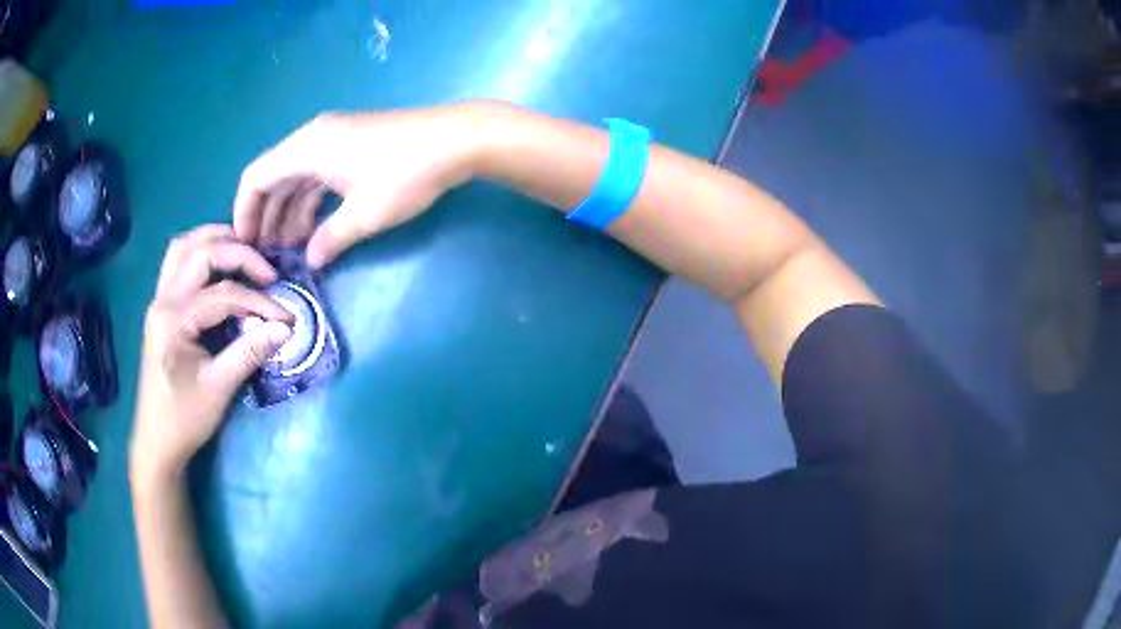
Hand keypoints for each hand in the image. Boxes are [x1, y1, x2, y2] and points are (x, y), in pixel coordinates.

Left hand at [130, 225, 294, 490]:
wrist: (156, 441)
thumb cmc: (184, 419)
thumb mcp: (219, 388)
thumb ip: (250, 352)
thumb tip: (285, 328)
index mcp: (174, 319)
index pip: (223, 294)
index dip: (259, 303)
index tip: (287, 319)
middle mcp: (163, 300)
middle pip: (201, 253)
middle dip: (239, 255)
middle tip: (268, 273)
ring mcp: (159, 301)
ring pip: (184, 248)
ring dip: (214, 241)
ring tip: (244, 252)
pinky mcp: (161, 308)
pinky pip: (177, 263)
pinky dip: (199, 253)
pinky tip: (217, 267)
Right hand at [233, 101, 500, 266]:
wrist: (456, 140)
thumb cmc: (404, 175)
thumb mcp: (363, 215)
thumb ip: (329, 239)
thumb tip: (311, 260)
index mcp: (305, 148)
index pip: (255, 178)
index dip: (244, 212)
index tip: (244, 245)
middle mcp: (312, 138)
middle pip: (273, 177)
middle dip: (267, 217)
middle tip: (267, 254)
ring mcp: (333, 138)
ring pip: (297, 177)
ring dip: (290, 211)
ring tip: (290, 249)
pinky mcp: (351, 144)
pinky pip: (317, 174)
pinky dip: (311, 200)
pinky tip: (314, 228)